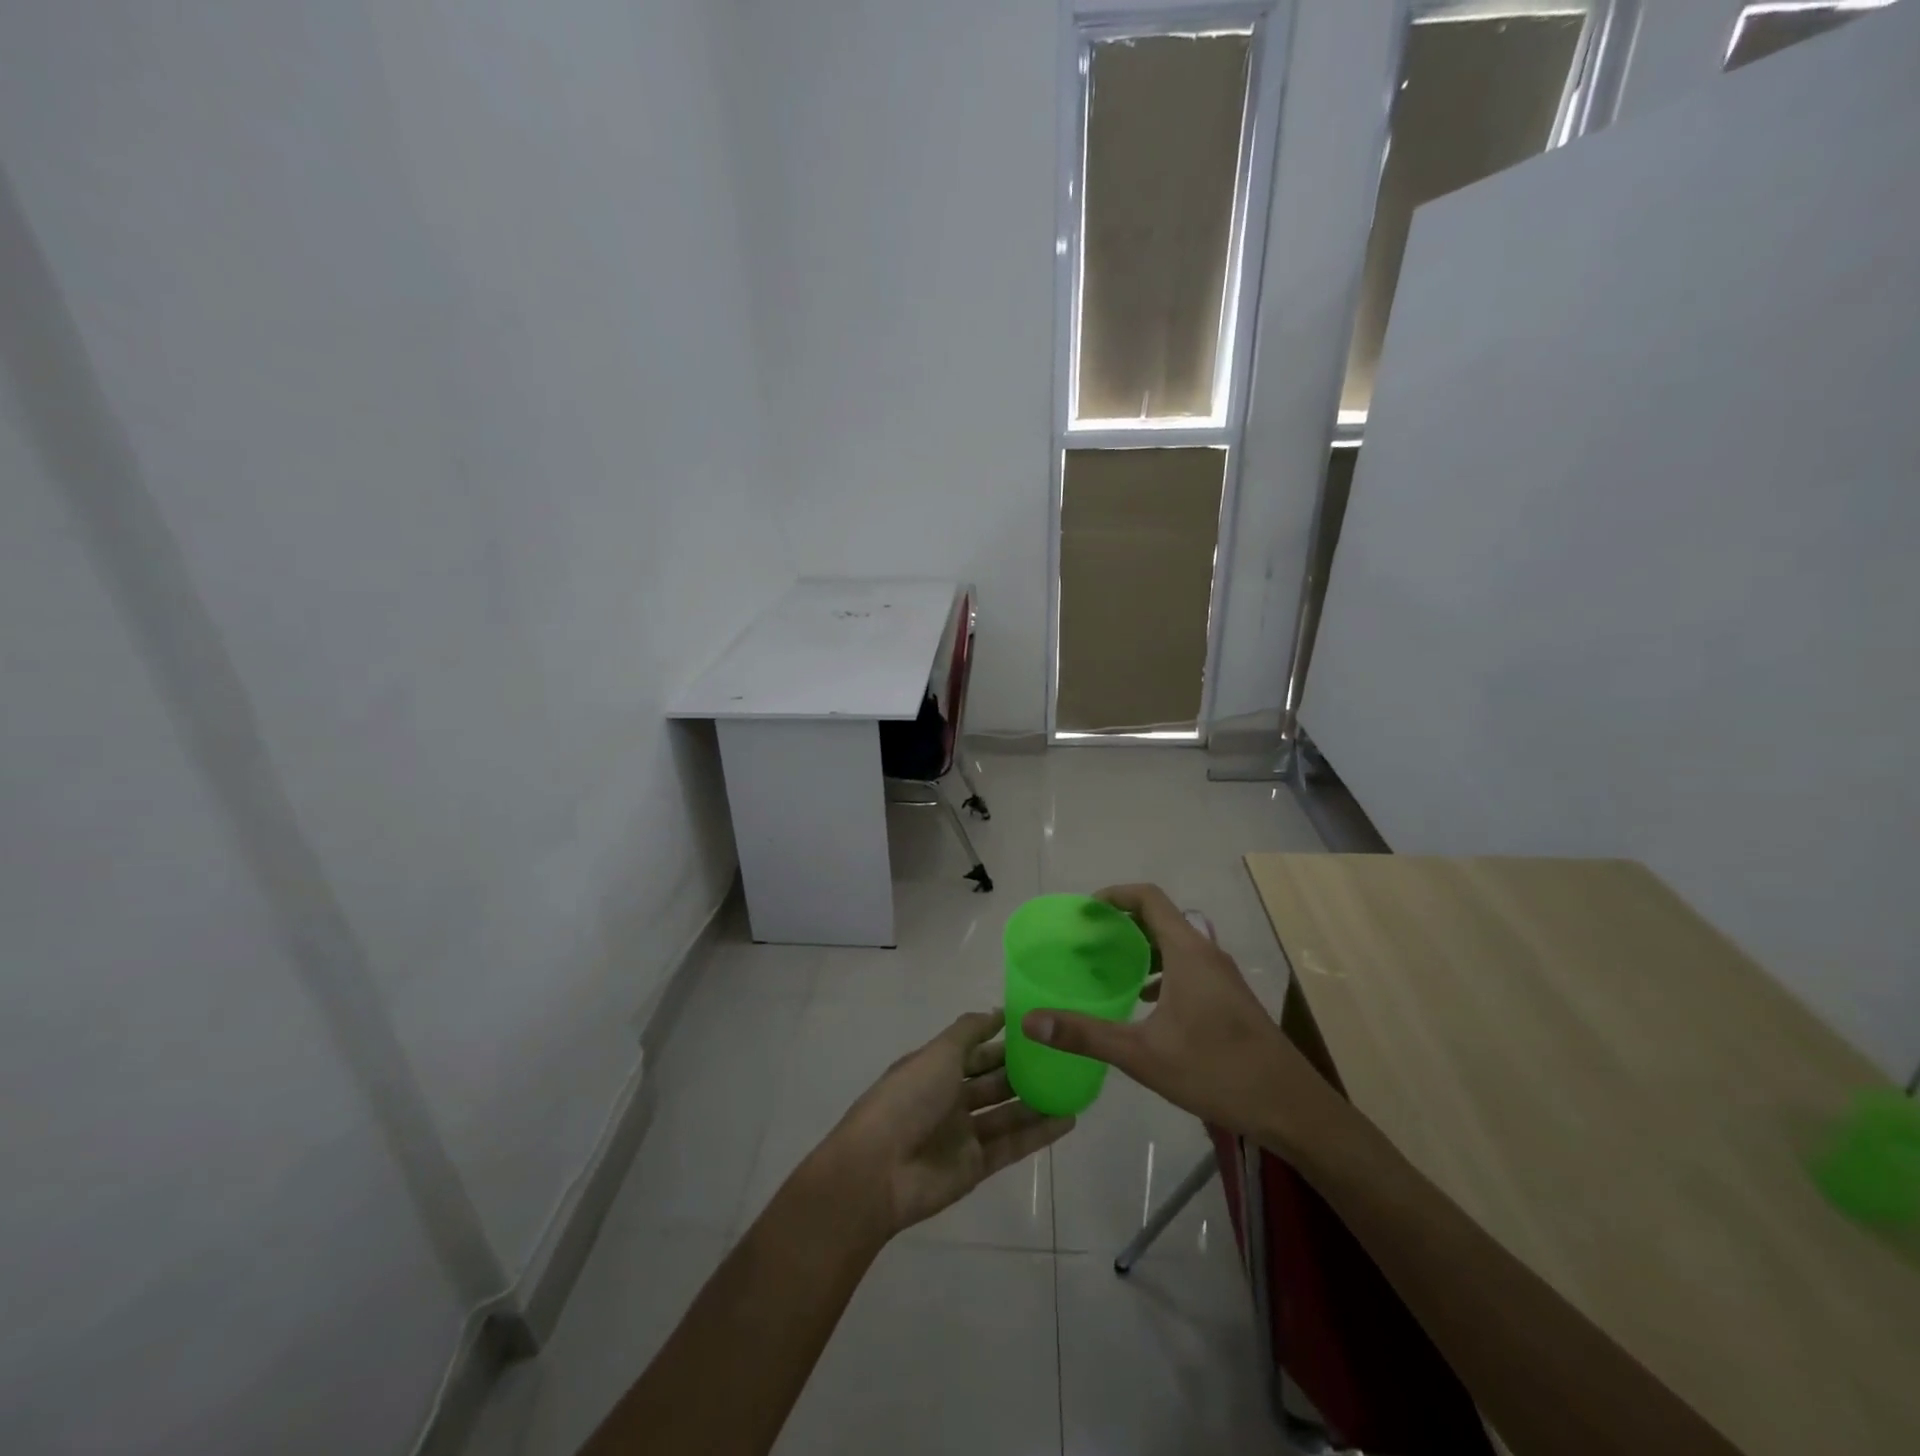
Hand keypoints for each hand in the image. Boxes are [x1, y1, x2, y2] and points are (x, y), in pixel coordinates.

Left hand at [817, 1010, 1075, 1238]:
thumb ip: (969, 1031)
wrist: (879, 1170)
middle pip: (992, 1081)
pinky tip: (1067, 1120)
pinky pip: (1012, 1145)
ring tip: (1073, 1087)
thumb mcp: (938, 1053)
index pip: (974, 1050)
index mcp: (934, 1068)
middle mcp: (949, 1098)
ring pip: (1007, 1113)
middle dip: (1022, 1070)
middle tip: (1061, 1057)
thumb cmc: (907, 1099)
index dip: (1000, 1039)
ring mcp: (963, 1134)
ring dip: (1036, 1101)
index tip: (1035, 1028)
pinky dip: (1038, 1134)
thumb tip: (997, 1011)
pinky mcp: (976, 1166)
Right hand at [1022, 884, 1324, 1145]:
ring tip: (1107, 968)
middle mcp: (1206, 953)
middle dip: (1121, 923)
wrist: (1291, 1108)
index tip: (1083, 911)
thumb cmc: (1215, 1071)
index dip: (1114, 895)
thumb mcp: (1142, 1054)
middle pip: (1160, 918)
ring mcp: (1221, 976)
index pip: (1148, 898)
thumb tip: (1031, 1022)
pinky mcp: (1229, 998)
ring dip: (1141, 947)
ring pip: (1175, 944)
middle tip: (1086, 941)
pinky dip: (1160, 970)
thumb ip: (1085, 1034)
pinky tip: (1142, 1002)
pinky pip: (1187, 966)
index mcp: (1188, 952)